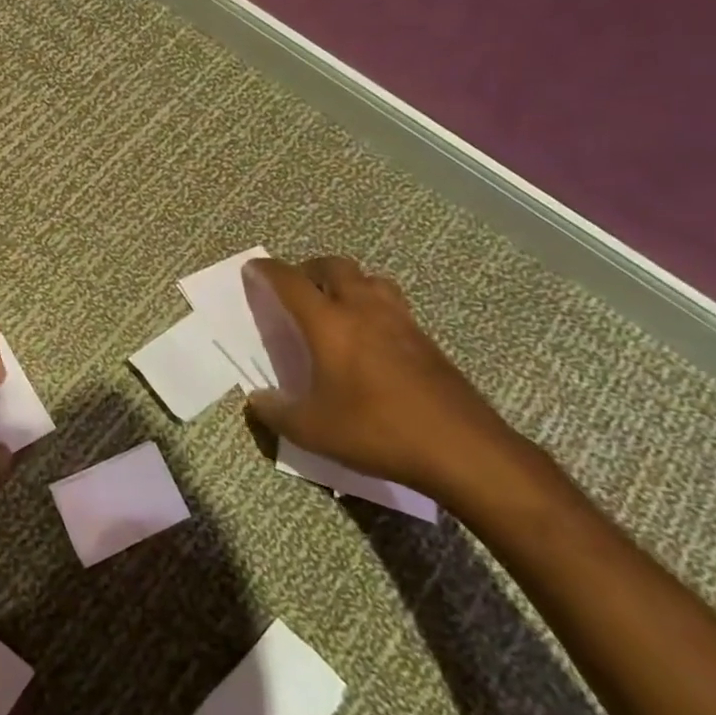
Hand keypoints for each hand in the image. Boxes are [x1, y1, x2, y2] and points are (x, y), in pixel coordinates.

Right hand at [241, 256, 520, 500]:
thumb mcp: (312, 430)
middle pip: (333, 265)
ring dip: (346, 281)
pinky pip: (391, 302)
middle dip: (308, 269)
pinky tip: (368, 336)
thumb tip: (257, 399)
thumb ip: (276, 412)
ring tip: (334, 305)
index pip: (289, 281)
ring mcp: (400, 320)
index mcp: (328, 323)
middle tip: (294, 289)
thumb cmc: (377, 431)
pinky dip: (372, 303)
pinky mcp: (426, 338)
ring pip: (368, 278)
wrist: (463, 449)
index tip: (252, 270)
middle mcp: (363, 309)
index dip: (266, 271)